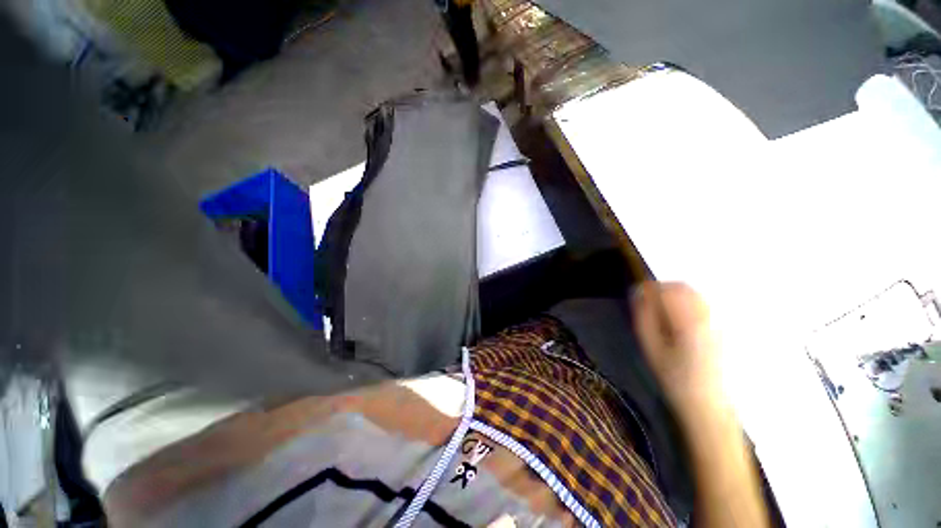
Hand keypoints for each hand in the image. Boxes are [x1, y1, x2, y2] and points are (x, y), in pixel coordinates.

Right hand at [632, 281, 726, 421]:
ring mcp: (718, 322)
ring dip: (674, 294)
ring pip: (695, 294)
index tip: (637, 293)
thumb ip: (644, 317)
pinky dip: (685, 302)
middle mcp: (708, 317)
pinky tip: (676, 318)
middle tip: (647, 300)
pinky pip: (702, 304)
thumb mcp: (651, 348)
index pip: (669, 290)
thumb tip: (638, 294)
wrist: (708, 403)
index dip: (650, 287)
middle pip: (685, 288)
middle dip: (662, 288)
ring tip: (660, 309)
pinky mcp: (722, 328)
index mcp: (689, 323)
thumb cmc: (675, 378)